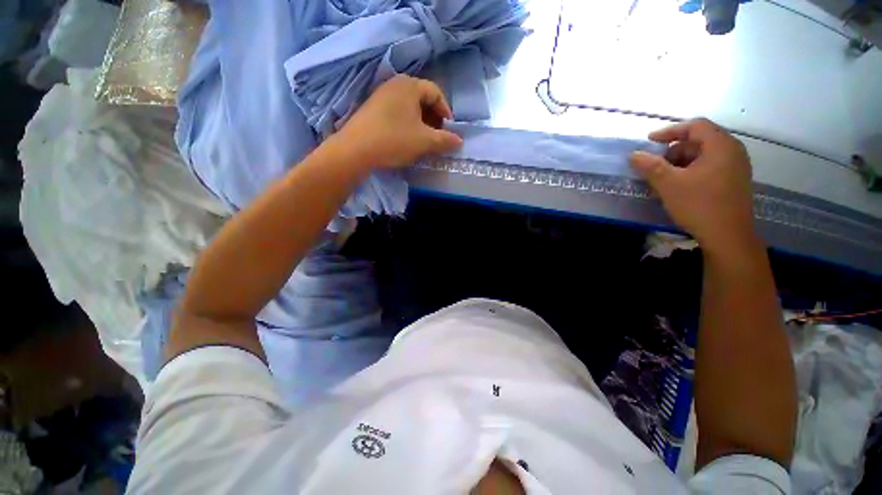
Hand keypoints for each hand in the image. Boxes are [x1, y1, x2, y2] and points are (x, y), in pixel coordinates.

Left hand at [333, 75, 463, 169]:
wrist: (355, 150)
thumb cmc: (394, 140)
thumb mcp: (425, 142)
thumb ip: (445, 140)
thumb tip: (459, 141)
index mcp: (410, 85)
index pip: (436, 92)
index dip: (446, 112)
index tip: (449, 130)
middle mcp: (395, 84)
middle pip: (422, 98)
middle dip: (434, 118)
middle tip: (437, 136)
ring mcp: (381, 95)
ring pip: (409, 107)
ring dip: (421, 123)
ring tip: (423, 140)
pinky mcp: (372, 108)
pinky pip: (397, 112)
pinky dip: (407, 124)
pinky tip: (406, 139)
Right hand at [630, 118, 758, 254]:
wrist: (728, 236)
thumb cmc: (699, 205)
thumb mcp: (669, 184)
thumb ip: (650, 166)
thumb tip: (634, 154)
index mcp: (721, 146)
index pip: (695, 126)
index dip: (670, 130)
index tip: (649, 141)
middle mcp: (733, 151)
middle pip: (700, 140)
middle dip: (674, 149)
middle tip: (655, 163)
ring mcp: (736, 167)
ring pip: (704, 155)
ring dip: (681, 161)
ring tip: (664, 177)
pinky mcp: (734, 181)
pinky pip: (710, 166)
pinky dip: (692, 170)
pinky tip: (679, 185)